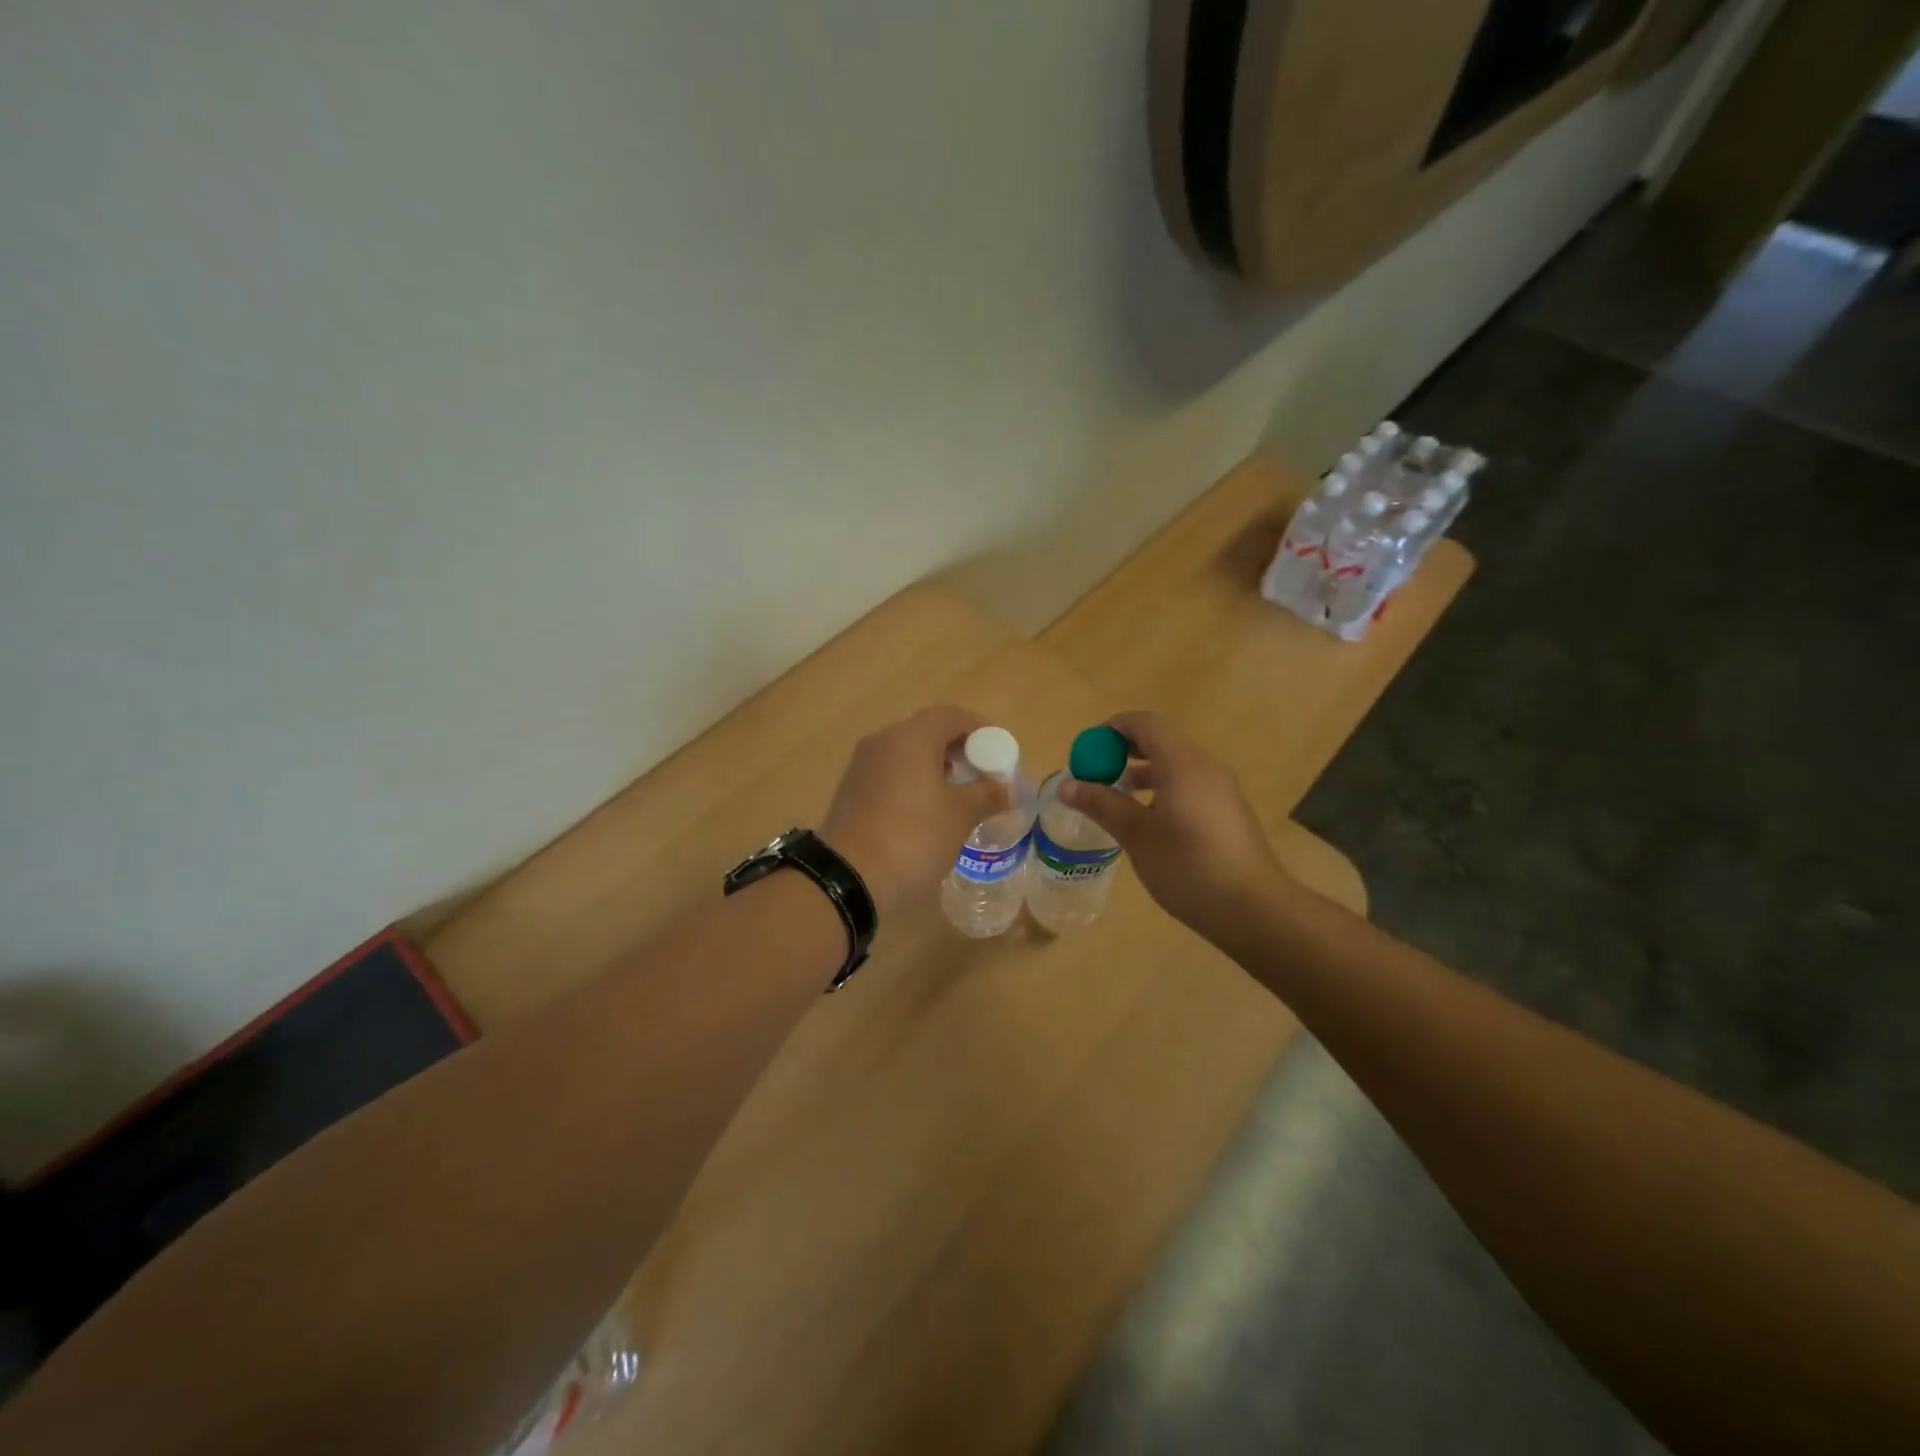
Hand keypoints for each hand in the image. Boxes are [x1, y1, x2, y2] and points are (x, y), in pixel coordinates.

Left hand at [821, 706, 1007, 917]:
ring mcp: (862, 766)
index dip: (981, 730)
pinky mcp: (852, 791)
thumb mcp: (960, 815)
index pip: (952, 716)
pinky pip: (891, 774)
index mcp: (911, 736)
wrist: (849, 878)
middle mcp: (883, 741)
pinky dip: (914, 782)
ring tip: (960, 795)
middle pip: (928, 732)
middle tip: (983, 774)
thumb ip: (987, 794)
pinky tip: (928, 811)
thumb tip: (1007, 789)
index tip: (1000, 753)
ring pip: (907, 754)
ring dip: (936, 767)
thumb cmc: (914, 836)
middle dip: (959, 749)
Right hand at [1056, 711, 1285, 941]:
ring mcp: (1221, 789)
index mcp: (1183, 764)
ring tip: (1117, 799)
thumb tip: (1066, 786)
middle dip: (1125, 751)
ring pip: (1176, 765)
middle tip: (1097, 773)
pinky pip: (1189, 785)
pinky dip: (1163, 789)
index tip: (1088, 749)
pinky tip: (1149, 822)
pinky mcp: (1228, 811)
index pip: (1145, 724)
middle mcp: (1205, 767)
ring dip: (1143, 772)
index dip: (1114, 728)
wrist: (1254, 909)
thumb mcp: (1137, 836)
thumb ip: (1102, 805)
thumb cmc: (1189, 867)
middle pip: (1161, 741)